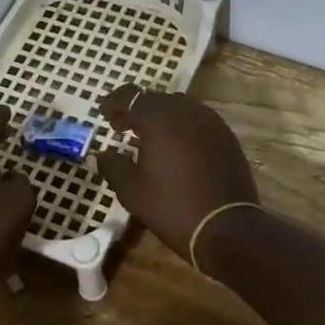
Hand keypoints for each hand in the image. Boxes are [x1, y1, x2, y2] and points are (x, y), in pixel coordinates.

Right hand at [96, 86, 258, 263]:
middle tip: (123, 126)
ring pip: (179, 108)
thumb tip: (97, 156)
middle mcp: (186, 111)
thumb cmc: (172, 206)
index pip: (131, 96)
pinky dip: (181, 127)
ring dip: (161, 117)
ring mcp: (211, 123)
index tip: (104, 113)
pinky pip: (197, 121)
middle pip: (156, 99)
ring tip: (148, 137)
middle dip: (137, 109)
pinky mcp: (226, 137)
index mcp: (159, 118)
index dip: (115, 102)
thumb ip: (113, 167)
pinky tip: (175, 147)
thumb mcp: (132, 190)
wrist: (226, 227)